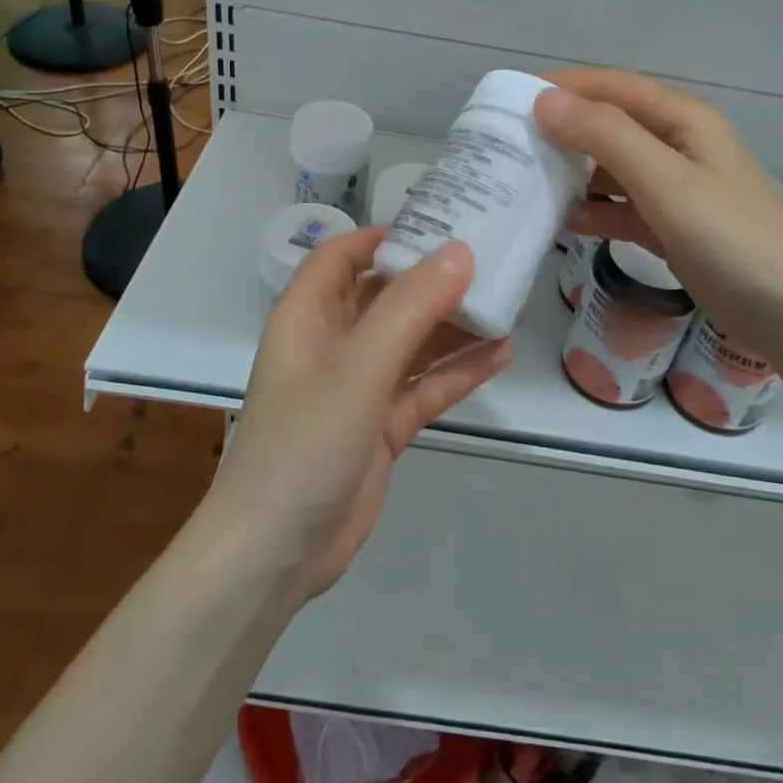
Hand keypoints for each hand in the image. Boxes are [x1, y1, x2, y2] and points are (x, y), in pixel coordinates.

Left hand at [210, 228, 511, 599]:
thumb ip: (410, 308)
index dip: (386, 237)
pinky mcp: (381, 425)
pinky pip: (424, 386)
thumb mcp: (358, 367)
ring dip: (454, 327)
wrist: (275, 553)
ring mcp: (359, 386)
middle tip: (491, 264)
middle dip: (434, 282)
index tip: (441, 228)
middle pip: (386, 296)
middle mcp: (333, 343)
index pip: (343, 255)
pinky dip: (457, 373)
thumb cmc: (305, 442)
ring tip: (507, 307)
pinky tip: (500, 356)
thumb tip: (460, 252)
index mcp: (309, 315)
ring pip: (412, 342)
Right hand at [533, 69, 782, 344]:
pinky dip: (592, 211)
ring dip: (572, 172)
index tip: (508, 97)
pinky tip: (562, 222)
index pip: (611, 87)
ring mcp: (675, 188)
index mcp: (682, 120)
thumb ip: (606, 137)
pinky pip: (620, 207)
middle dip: (561, 130)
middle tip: (507, 143)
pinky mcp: (670, 226)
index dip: (562, 87)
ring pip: (611, 168)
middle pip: (609, 124)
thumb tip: (545, 100)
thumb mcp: (667, 182)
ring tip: (524, 182)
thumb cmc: (731, 239)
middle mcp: (677, 145)